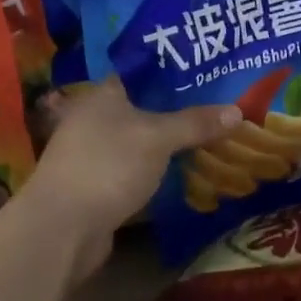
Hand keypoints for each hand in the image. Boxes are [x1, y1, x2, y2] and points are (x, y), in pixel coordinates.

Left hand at [21, 79, 240, 280]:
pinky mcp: (98, 187)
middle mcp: (95, 118)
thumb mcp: (158, 137)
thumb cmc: (108, 165)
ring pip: (140, 141)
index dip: (173, 71)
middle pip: (143, 107)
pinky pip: (135, 170)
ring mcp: (94, 155)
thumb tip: (238, 110)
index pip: (142, 72)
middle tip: (217, 105)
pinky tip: (184, 173)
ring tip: (208, 137)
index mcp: (104, 94)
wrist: (62, 230)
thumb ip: (195, 122)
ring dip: (167, 143)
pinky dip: (157, 171)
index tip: (205, 70)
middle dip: (176, 109)